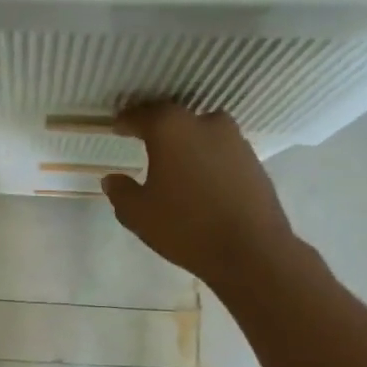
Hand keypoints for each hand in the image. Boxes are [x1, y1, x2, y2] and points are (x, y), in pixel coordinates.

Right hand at [102, 104, 297, 286]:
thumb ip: (121, 192)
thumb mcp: (138, 214)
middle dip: (157, 128)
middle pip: (175, 118)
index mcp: (171, 128)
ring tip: (173, 163)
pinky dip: (206, 159)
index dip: (126, 121)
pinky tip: (199, 179)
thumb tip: (113, 179)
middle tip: (144, 142)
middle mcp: (205, 123)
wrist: (252, 251)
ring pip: (201, 133)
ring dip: (185, 144)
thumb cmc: (186, 227)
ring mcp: (235, 140)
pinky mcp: (254, 160)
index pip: (142, 115)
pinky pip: (220, 151)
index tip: (117, 128)